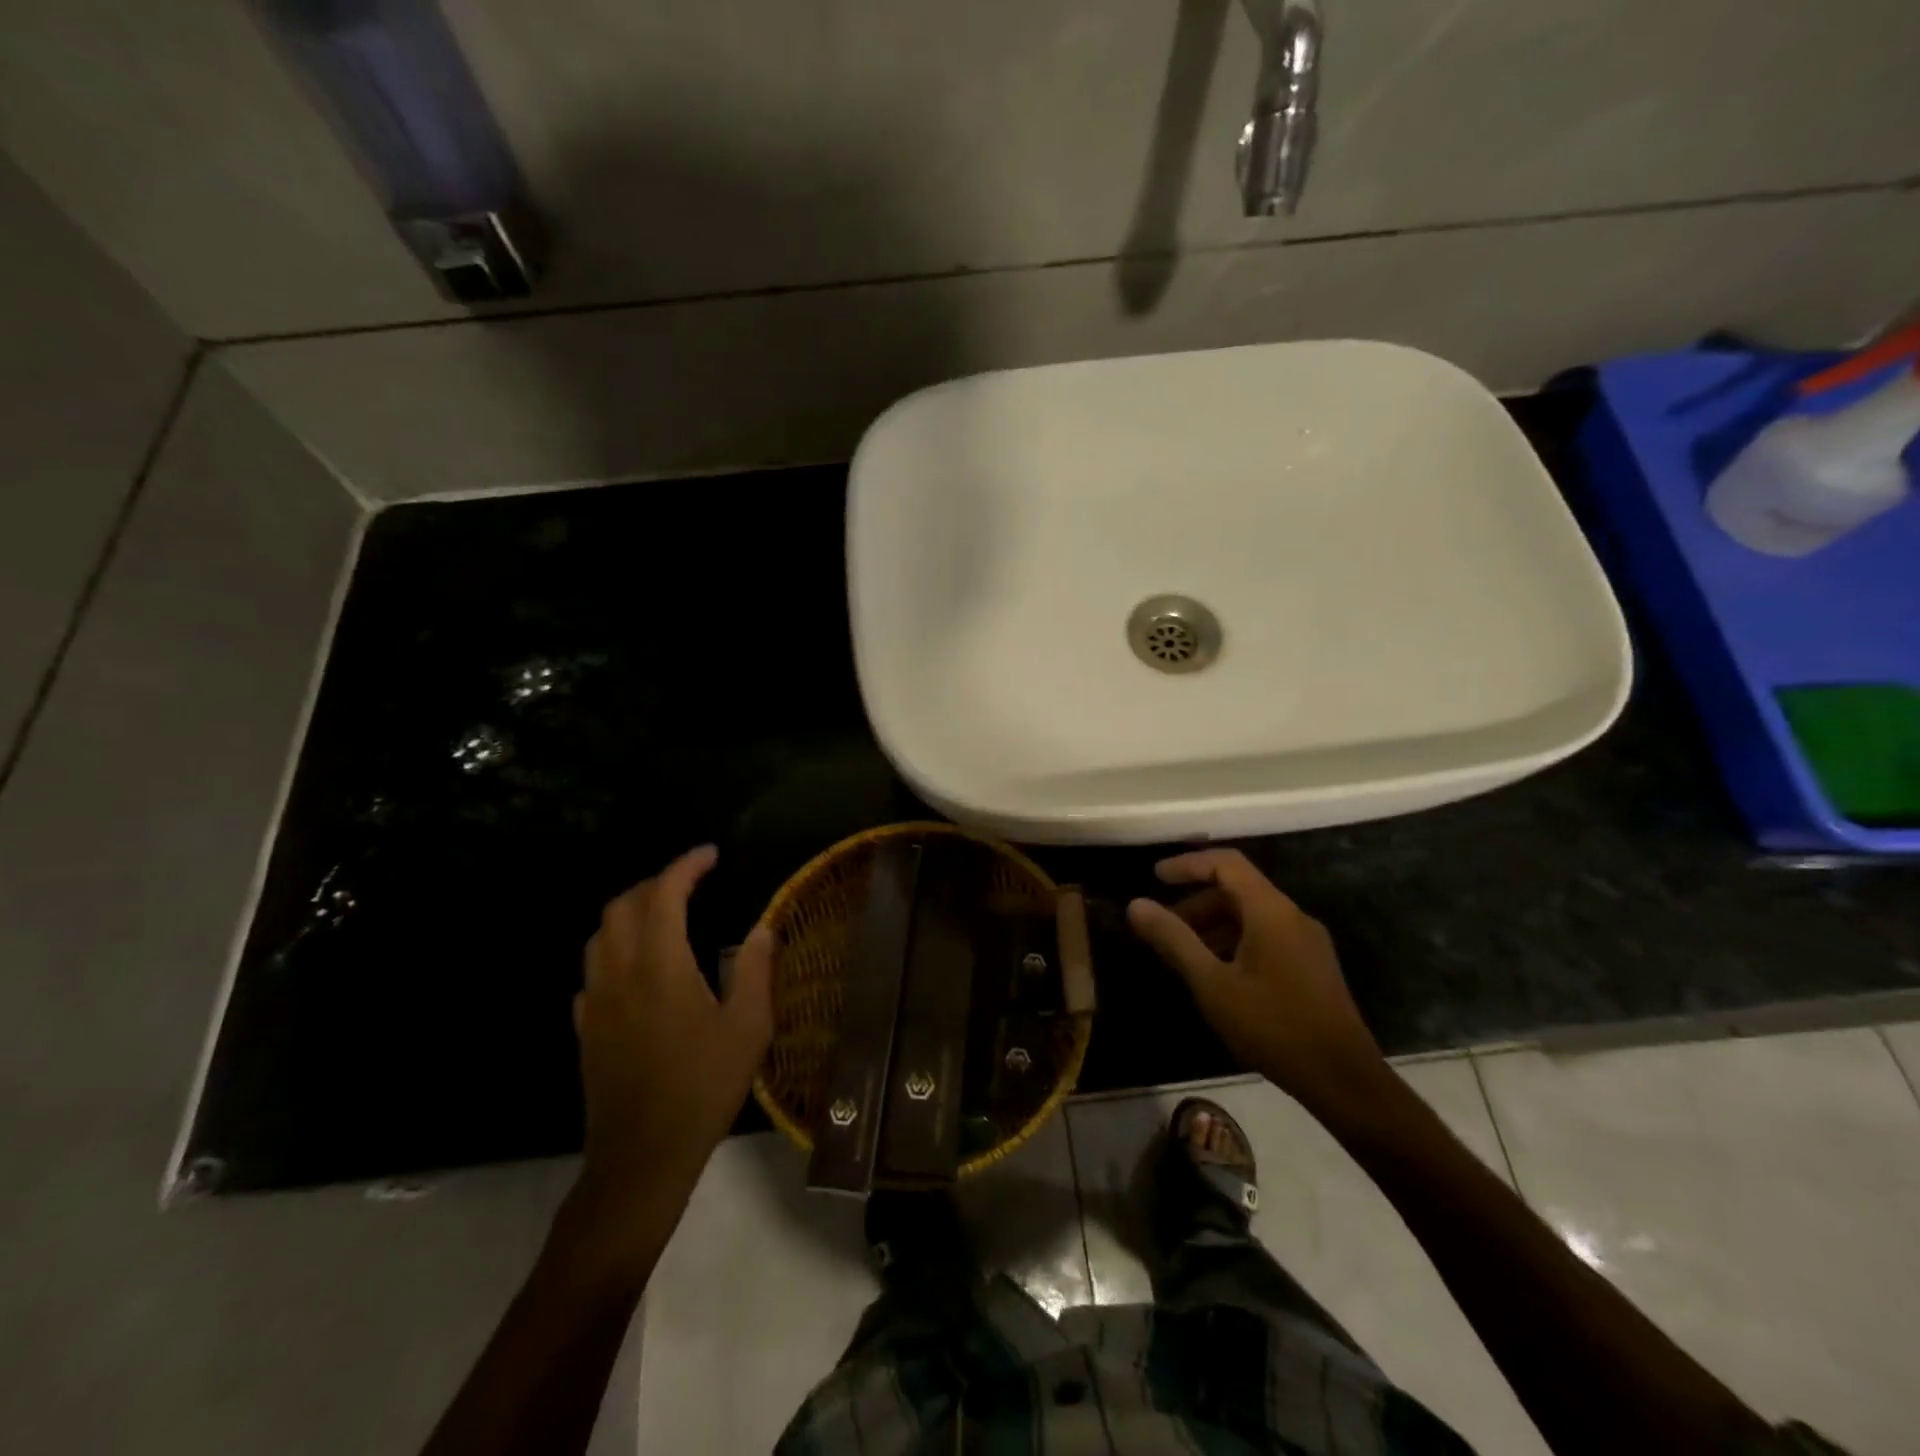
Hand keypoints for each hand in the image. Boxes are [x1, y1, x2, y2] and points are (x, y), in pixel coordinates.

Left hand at [571, 845, 773, 1232]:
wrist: (642, 1155)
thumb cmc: (703, 1087)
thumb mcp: (748, 1028)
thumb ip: (754, 969)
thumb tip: (762, 928)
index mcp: (661, 966)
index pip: (664, 895)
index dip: (686, 866)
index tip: (711, 855)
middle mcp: (620, 973)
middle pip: (622, 906)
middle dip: (655, 883)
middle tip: (689, 882)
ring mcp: (596, 1001)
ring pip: (600, 935)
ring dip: (629, 912)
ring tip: (662, 915)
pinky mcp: (585, 1028)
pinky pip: (593, 971)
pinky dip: (614, 950)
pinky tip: (637, 968)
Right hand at [1126, 849, 1386, 1115]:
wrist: (1344, 1080)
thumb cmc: (1273, 1026)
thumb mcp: (1212, 984)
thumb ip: (1173, 940)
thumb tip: (1136, 904)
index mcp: (1271, 911)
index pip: (1226, 863)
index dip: (1188, 864)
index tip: (1155, 878)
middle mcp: (1293, 916)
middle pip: (1238, 889)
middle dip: (1196, 901)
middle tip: (1162, 927)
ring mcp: (1307, 942)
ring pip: (1251, 915)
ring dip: (1213, 924)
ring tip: (1183, 954)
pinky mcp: (1312, 966)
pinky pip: (1266, 936)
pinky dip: (1234, 941)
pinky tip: (1217, 974)